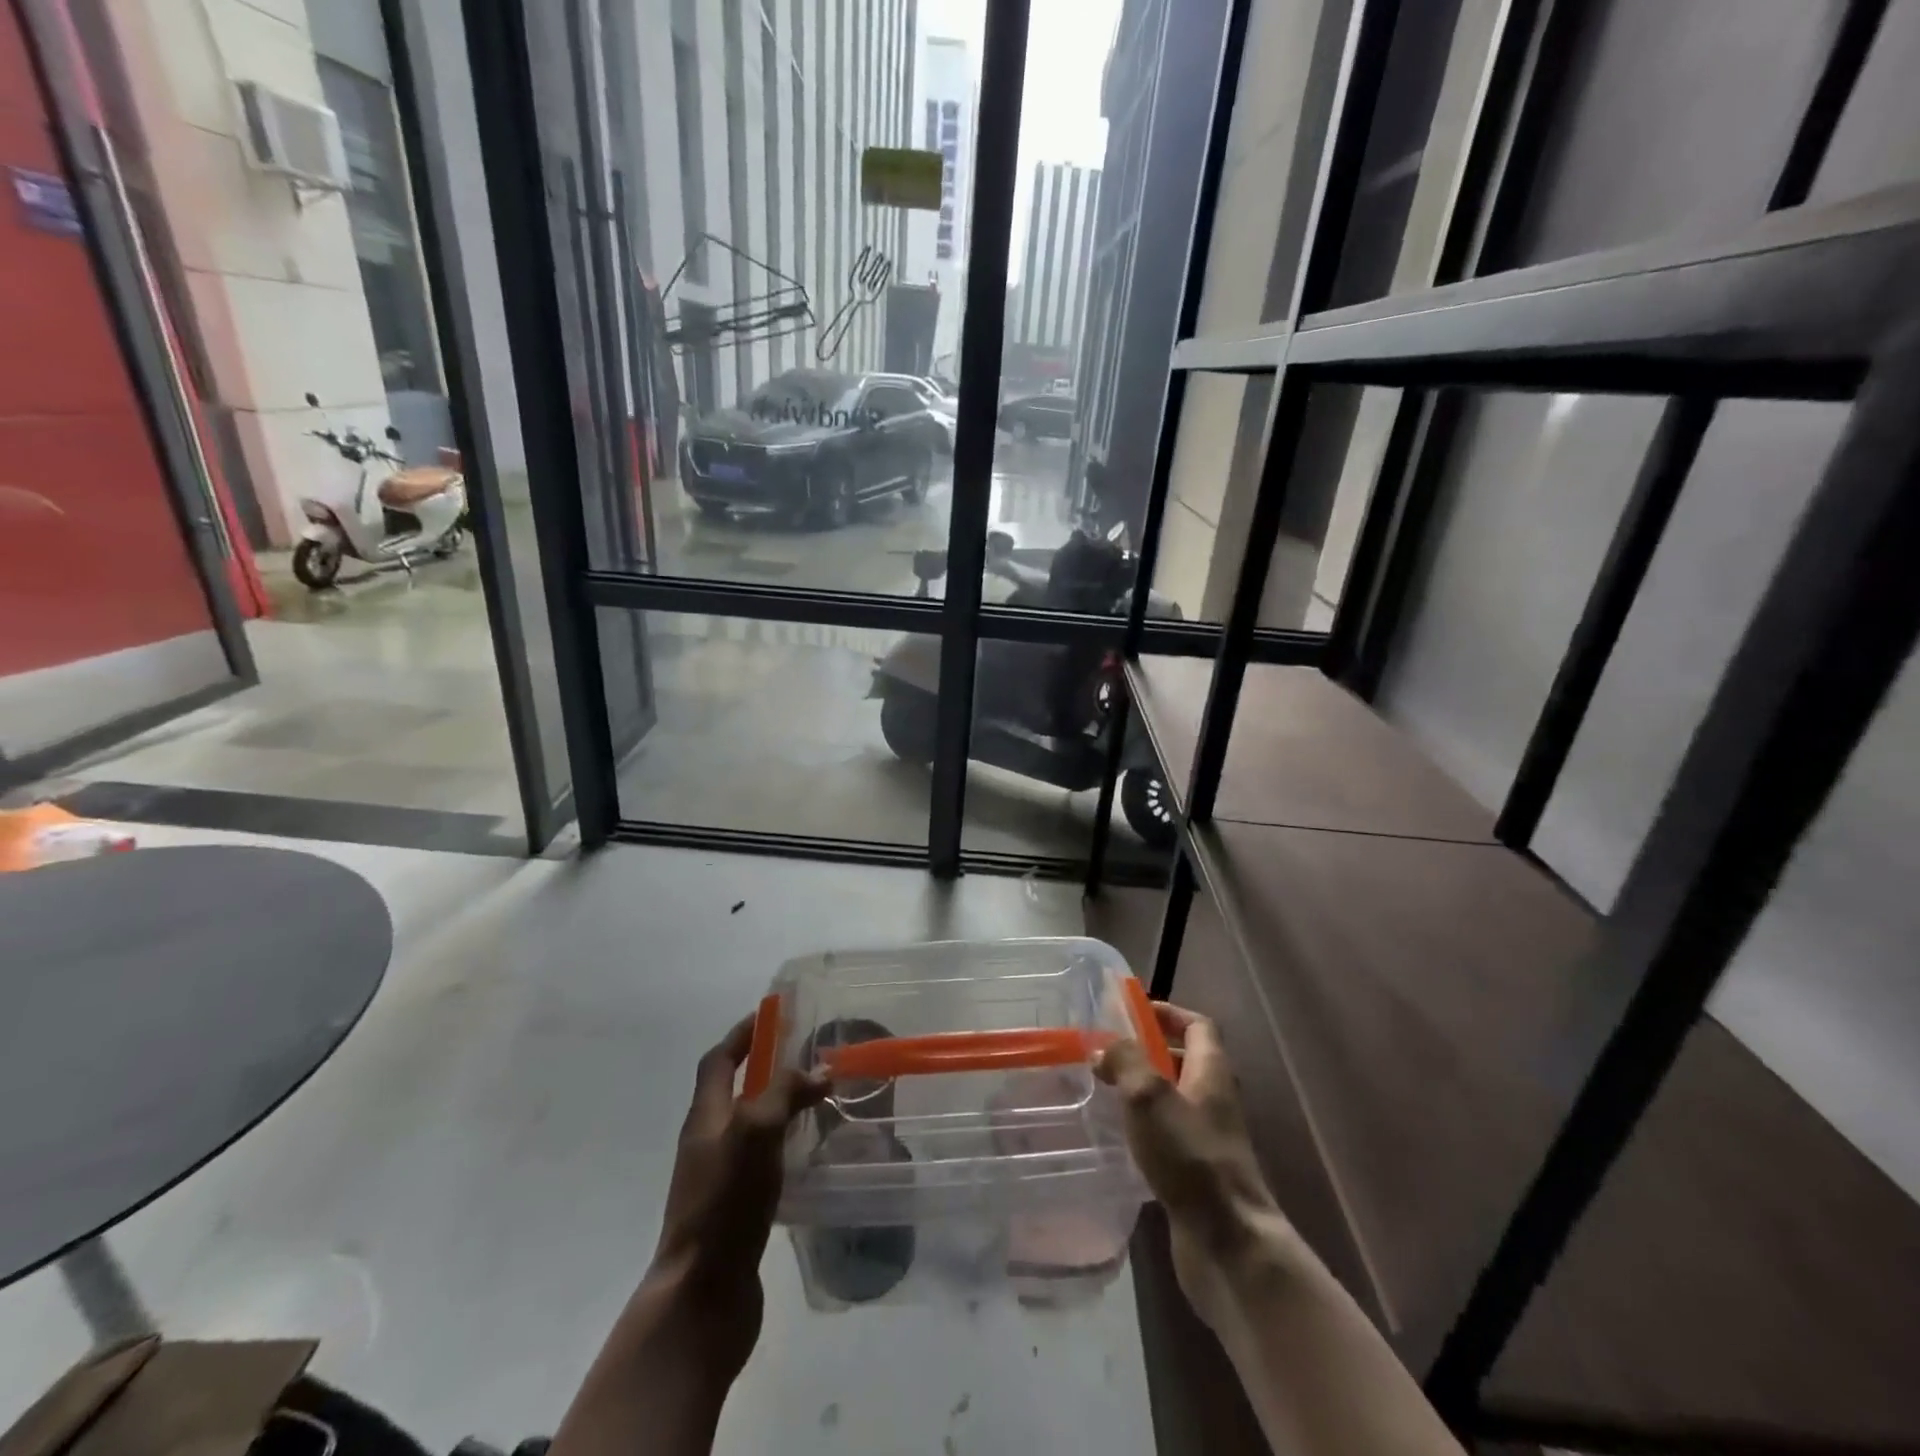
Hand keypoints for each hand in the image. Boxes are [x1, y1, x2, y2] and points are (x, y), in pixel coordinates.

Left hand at [649, 1015, 826, 1372]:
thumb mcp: (756, 1132)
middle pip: (733, 1092)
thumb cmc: (725, 1203)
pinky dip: (783, 1147)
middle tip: (807, 1058)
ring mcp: (718, 1180)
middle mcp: (707, 1143)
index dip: (741, 1035)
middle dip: (766, 1069)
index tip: (770, 1015)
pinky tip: (810, 1156)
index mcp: (705, 1118)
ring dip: (778, 1108)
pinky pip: (761, 1163)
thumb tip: (819, 1070)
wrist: (701, 1296)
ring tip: (818, 1102)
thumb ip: (785, 1093)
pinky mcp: (735, 1211)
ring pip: (750, 1129)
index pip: (718, 1061)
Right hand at [1096, 1001, 1287, 1322]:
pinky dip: (1146, 1127)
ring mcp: (1209, 1139)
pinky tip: (1119, 1137)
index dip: (1169, 1013)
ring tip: (1105, 1090)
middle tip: (1109, 1052)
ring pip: (1175, 1100)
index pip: (1198, 1026)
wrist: (1229, 1243)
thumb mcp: (1150, 1096)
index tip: (1134, 1012)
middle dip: (1149, 1052)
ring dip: (1144, 1090)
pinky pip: (1169, 1135)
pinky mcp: (1197, 1173)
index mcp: (1211, 1072)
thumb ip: (1125, 1061)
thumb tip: (1103, 1048)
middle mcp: (1215, 1100)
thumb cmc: (1191, 1156)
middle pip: (1186, 1061)